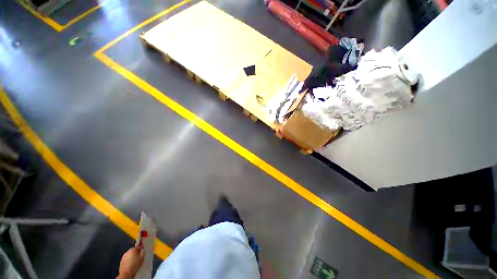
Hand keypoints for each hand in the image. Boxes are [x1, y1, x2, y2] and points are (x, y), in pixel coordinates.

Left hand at [117, 247, 143, 278]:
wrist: (126, 272)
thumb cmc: (135, 264)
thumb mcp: (142, 257)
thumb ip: (142, 251)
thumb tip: (142, 250)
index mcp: (133, 249)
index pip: (138, 247)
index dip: (140, 250)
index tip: (141, 254)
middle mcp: (127, 251)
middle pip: (133, 251)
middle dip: (136, 254)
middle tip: (138, 258)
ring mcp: (123, 256)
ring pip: (129, 255)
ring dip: (132, 257)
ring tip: (134, 262)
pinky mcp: (121, 261)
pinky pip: (126, 259)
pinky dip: (128, 261)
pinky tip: (130, 265)